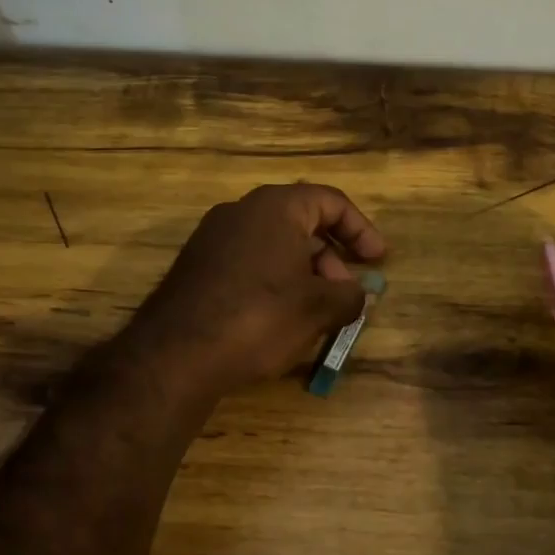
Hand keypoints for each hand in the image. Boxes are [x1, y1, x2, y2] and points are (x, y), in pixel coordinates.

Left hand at [129, 182, 387, 400]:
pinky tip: (281, 319)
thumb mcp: (318, 308)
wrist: (176, 354)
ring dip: (305, 274)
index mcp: (275, 207)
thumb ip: (350, 295)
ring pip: (275, 246)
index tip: (378, 261)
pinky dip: (276, 282)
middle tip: (346, 294)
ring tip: (317, 314)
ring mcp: (214, 238)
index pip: (331, 201)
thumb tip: (359, 293)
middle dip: (332, 258)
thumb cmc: (259, 318)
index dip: (361, 230)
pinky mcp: (198, 266)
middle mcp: (241, 211)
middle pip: (302, 223)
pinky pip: (250, 263)